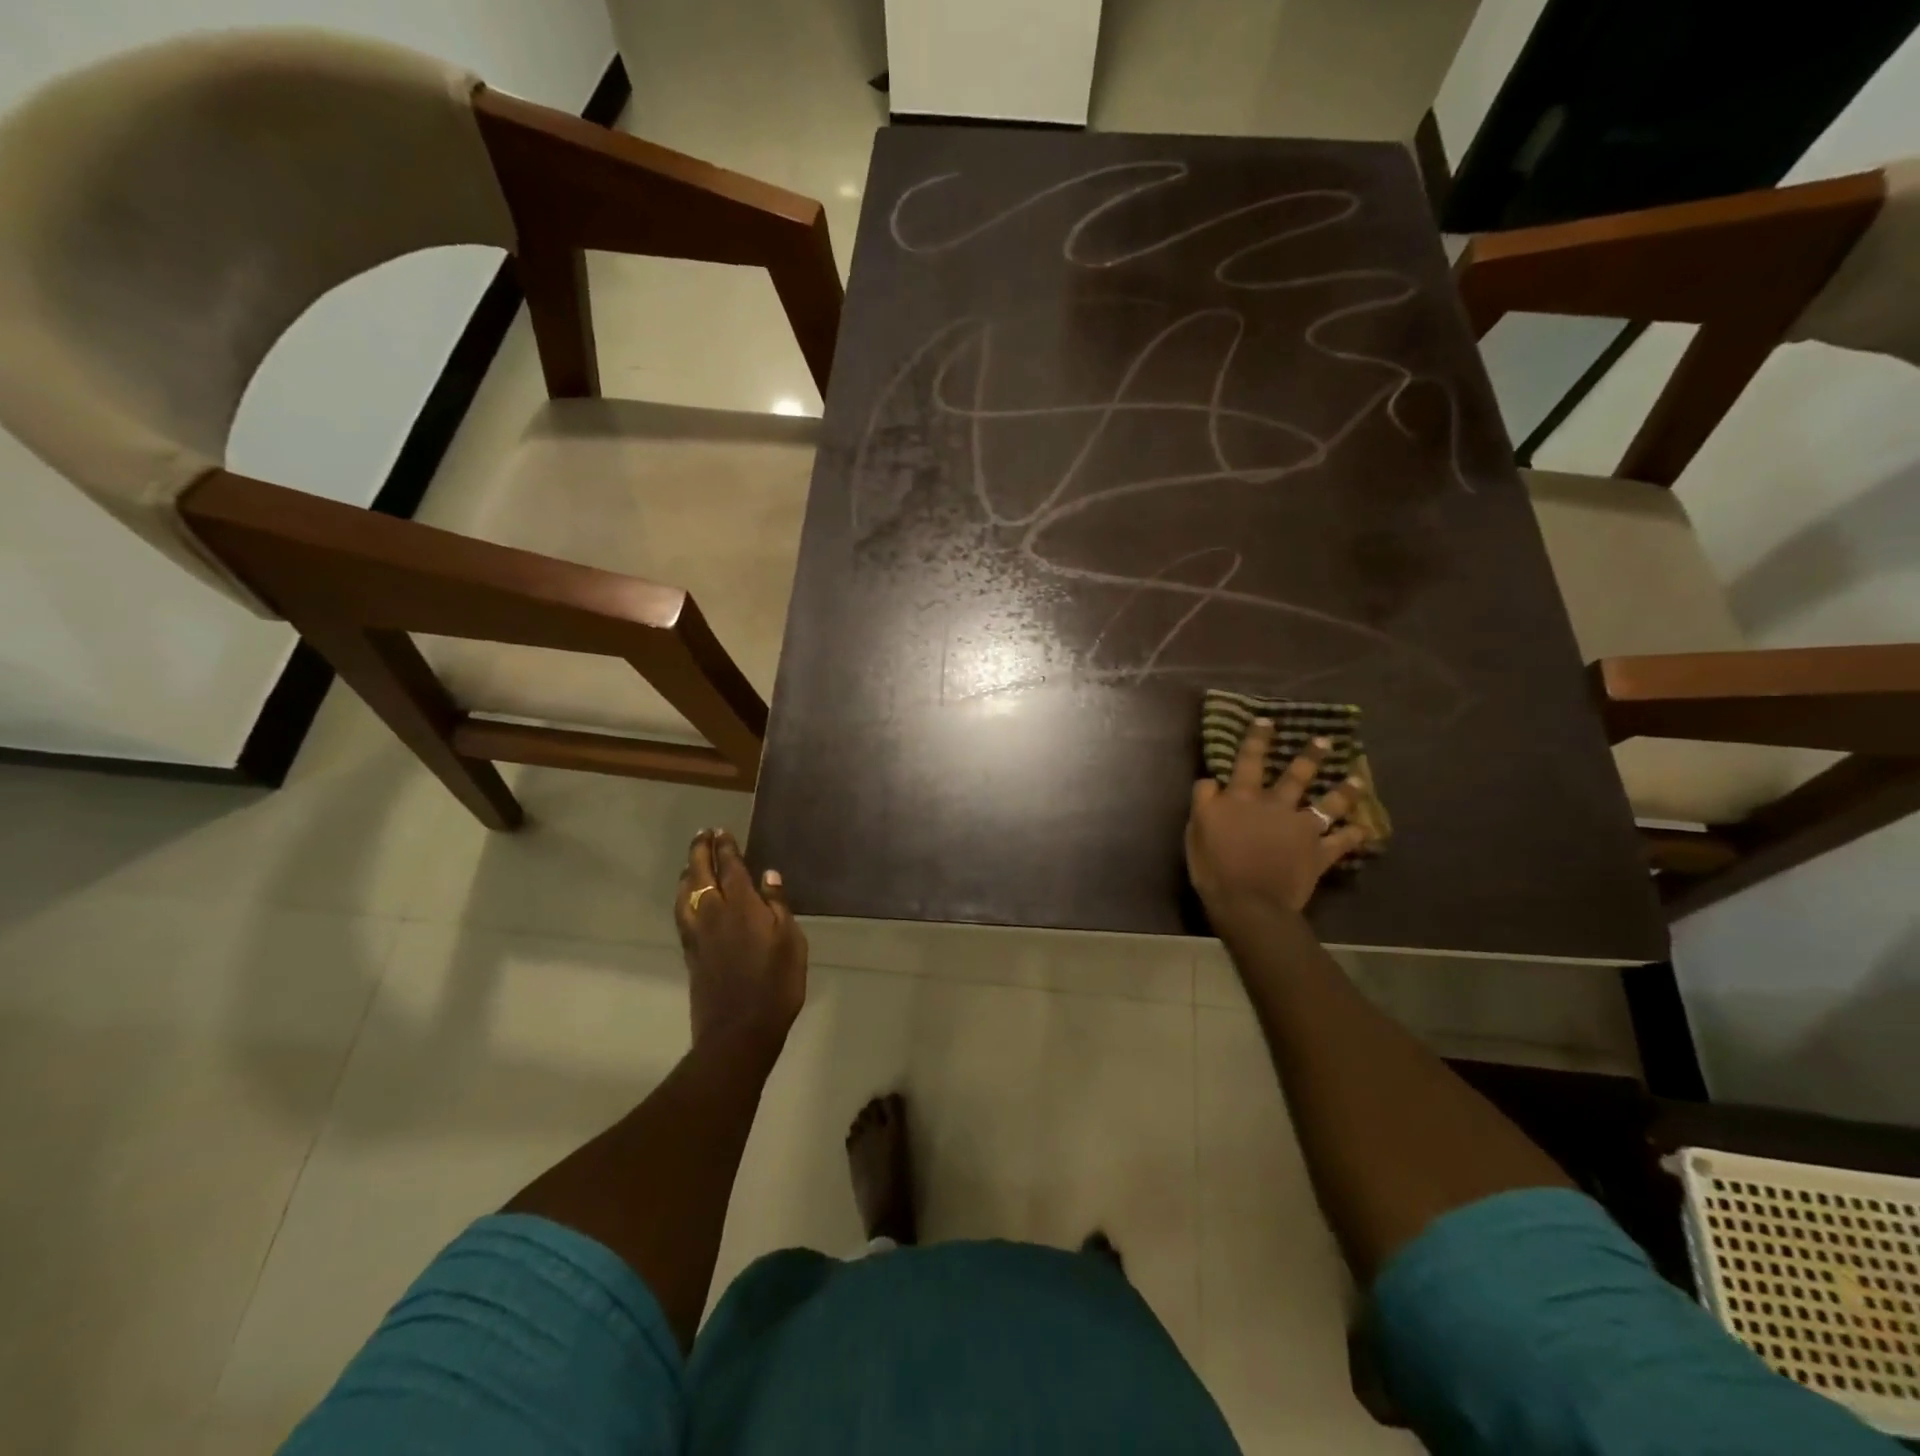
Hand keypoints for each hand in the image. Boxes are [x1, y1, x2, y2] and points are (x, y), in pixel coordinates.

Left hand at [675, 830, 807, 1056]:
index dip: (725, 848)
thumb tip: (768, 875)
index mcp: (742, 907)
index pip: (730, 868)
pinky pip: (681, 913)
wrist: (738, 1031)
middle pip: (701, 874)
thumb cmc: (776, 985)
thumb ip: (778, 906)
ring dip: (688, 872)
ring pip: (685, 893)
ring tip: (692, 862)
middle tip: (703, 834)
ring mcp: (698, 935)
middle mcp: (714, 914)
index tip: (721, 831)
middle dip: (701, 851)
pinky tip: (687, 899)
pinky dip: (683, 897)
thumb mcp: (791, 942)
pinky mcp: (690, 953)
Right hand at [1186, 719, 1371, 921]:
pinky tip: (1365, 829)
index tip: (1267, 721)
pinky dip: (1354, 835)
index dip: (1256, 740)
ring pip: (1328, 804)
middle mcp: (1276, 806)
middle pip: (1296, 776)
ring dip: (1344, 792)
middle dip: (1310, 756)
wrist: (1248, 902)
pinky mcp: (1318, 853)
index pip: (1248, 760)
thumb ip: (1204, 801)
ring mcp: (1301, 829)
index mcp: (1243, 798)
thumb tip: (1212, 781)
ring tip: (1357, 781)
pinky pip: (1341, 842)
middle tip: (1325, 741)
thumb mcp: (1196, 829)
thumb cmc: (1214, 866)